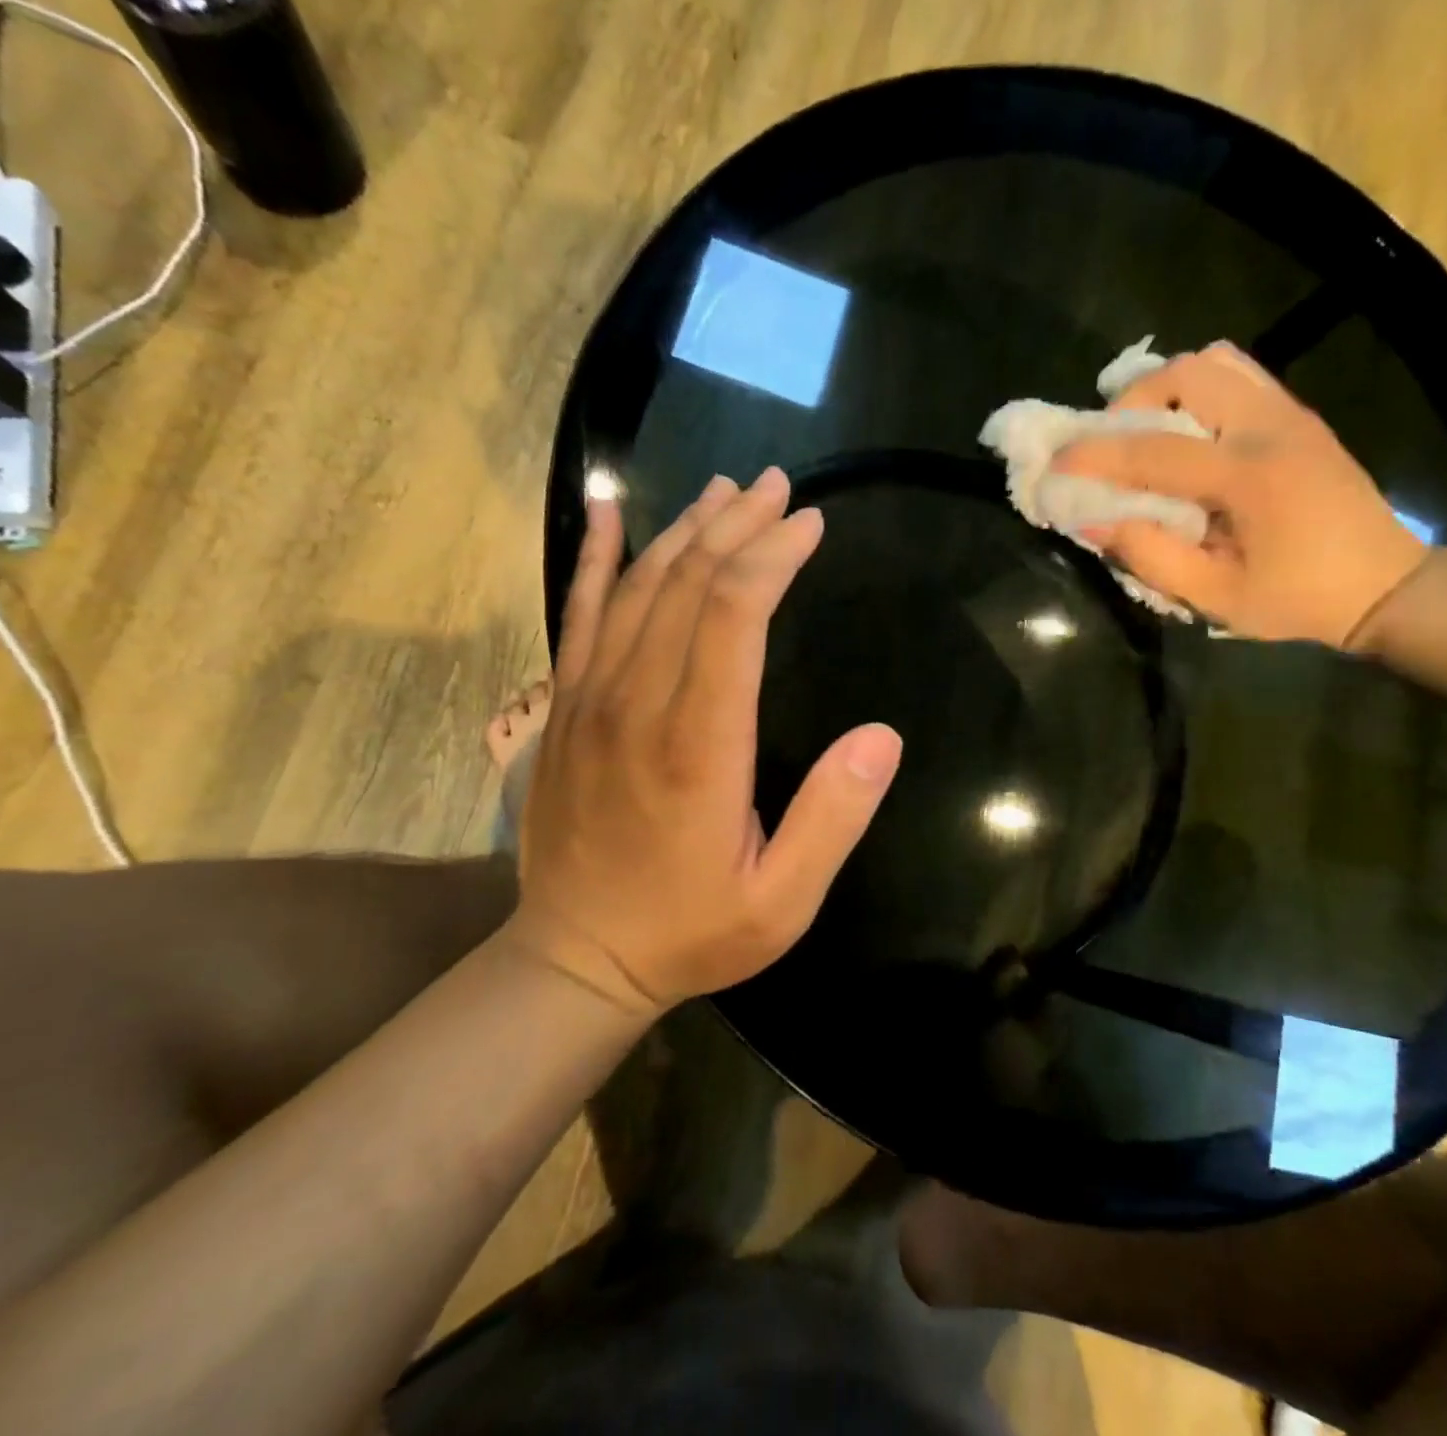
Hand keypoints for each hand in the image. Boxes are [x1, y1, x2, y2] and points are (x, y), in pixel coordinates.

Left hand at [510, 468, 903, 1014]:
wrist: (576, 959)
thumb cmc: (691, 932)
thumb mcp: (783, 902)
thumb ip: (833, 818)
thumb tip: (882, 737)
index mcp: (697, 746)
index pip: (732, 615)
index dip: (772, 557)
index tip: (809, 524)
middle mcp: (637, 705)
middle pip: (686, 584)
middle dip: (737, 526)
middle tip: (778, 487)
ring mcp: (589, 701)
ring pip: (637, 587)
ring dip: (685, 530)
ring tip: (724, 490)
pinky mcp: (564, 709)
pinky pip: (577, 614)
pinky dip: (597, 557)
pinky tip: (613, 514)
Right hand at [1055, 342, 1428, 647]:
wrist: (1386, 586)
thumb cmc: (1299, 600)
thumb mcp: (1218, 596)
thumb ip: (1152, 557)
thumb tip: (1094, 523)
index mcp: (1251, 476)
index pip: (1155, 451)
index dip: (1096, 455)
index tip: (1055, 463)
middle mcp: (1272, 427)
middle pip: (1188, 372)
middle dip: (1133, 399)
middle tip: (1110, 441)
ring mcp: (1291, 414)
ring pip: (1216, 362)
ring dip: (1166, 387)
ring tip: (1144, 430)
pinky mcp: (1299, 417)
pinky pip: (1240, 376)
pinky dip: (1198, 391)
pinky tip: (1184, 432)